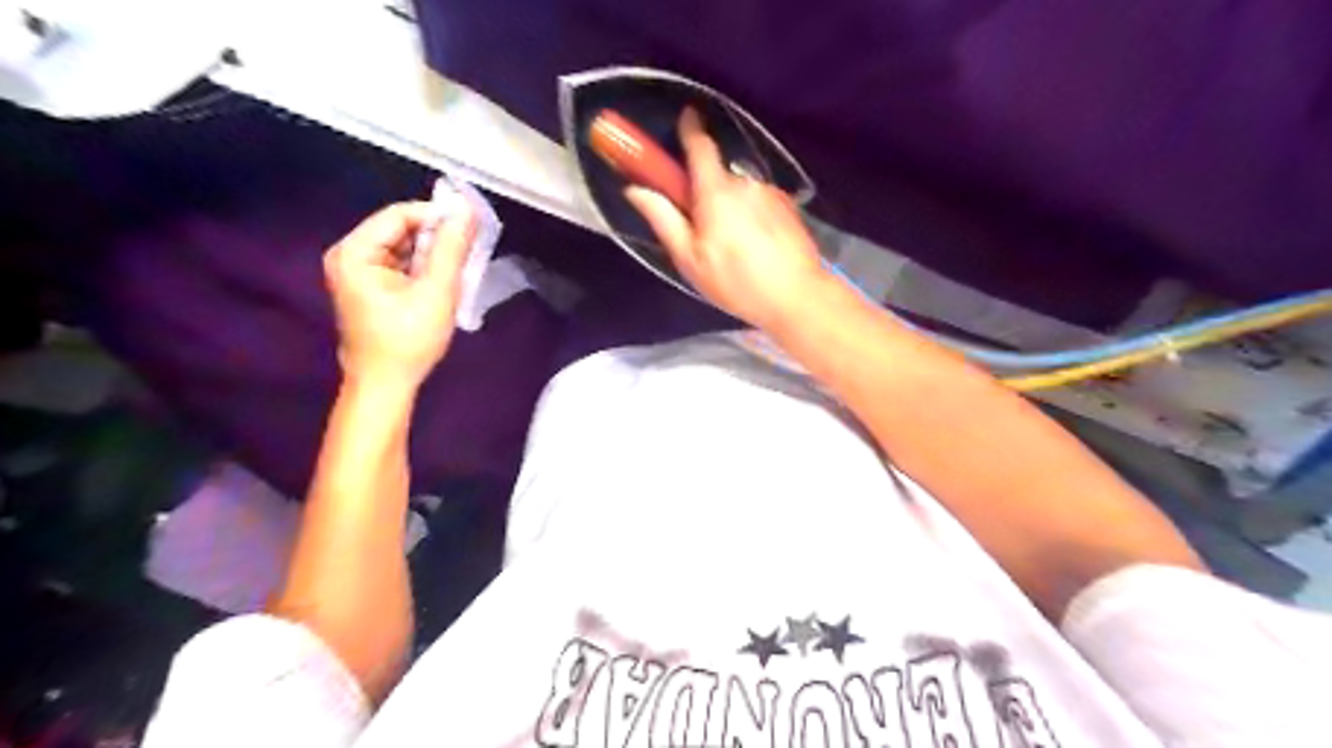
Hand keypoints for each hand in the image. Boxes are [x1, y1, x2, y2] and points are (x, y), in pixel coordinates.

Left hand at [323, 199, 479, 386]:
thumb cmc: (408, 341)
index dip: (435, 215)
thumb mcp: (436, 292)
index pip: (398, 215)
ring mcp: (357, 272)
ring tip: (463, 263)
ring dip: (433, 252)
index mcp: (355, 252)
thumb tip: (466, 210)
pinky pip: (401, 264)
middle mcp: (349, 255)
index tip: (471, 224)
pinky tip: (446, 277)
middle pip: (399, 229)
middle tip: (471, 246)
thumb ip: (451, 249)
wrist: (385, 386)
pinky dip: (424, 267)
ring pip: (403, 247)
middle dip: (436, 236)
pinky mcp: (370, 287)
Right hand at [627, 108, 828, 330]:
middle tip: (704, 234)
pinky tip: (757, 249)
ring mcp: (771, 193)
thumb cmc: (736, 282)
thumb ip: (663, 220)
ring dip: (732, 210)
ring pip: (740, 194)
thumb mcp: (690, 259)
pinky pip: (760, 204)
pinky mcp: (789, 208)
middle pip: (718, 178)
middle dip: (707, 196)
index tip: (685, 117)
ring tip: (736, 250)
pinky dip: (752, 218)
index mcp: (716, 192)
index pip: (700, 147)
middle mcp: (745, 183)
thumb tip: (635, 189)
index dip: (689, 130)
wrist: (796, 296)